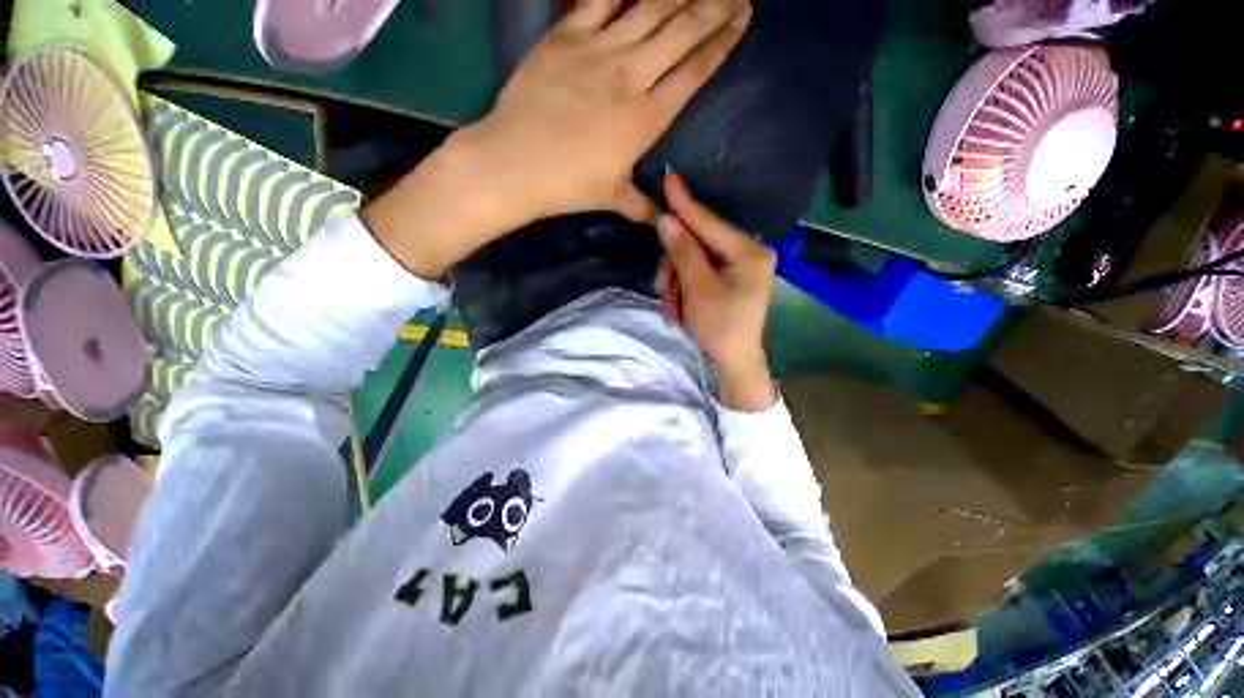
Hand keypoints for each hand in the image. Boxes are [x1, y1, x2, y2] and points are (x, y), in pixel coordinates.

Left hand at [463, 0, 750, 223]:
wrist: (516, 162)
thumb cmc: (569, 186)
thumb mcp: (612, 199)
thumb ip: (640, 205)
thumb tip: (658, 218)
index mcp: (647, 118)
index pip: (694, 72)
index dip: (721, 43)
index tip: (742, 20)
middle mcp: (632, 75)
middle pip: (683, 29)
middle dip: (715, 7)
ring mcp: (599, 49)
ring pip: (651, 6)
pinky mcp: (567, 34)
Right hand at [655, 173, 777, 411]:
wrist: (735, 362)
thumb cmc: (721, 327)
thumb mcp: (698, 289)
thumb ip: (683, 251)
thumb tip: (666, 220)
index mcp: (750, 251)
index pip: (711, 222)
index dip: (686, 203)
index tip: (668, 178)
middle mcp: (748, 252)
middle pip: (698, 244)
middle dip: (675, 267)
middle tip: (664, 290)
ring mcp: (739, 267)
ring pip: (693, 260)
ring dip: (676, 283)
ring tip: (674, 308)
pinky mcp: (729, 279)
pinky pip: (698, 274)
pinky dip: (684, 290)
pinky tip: (681, 309)